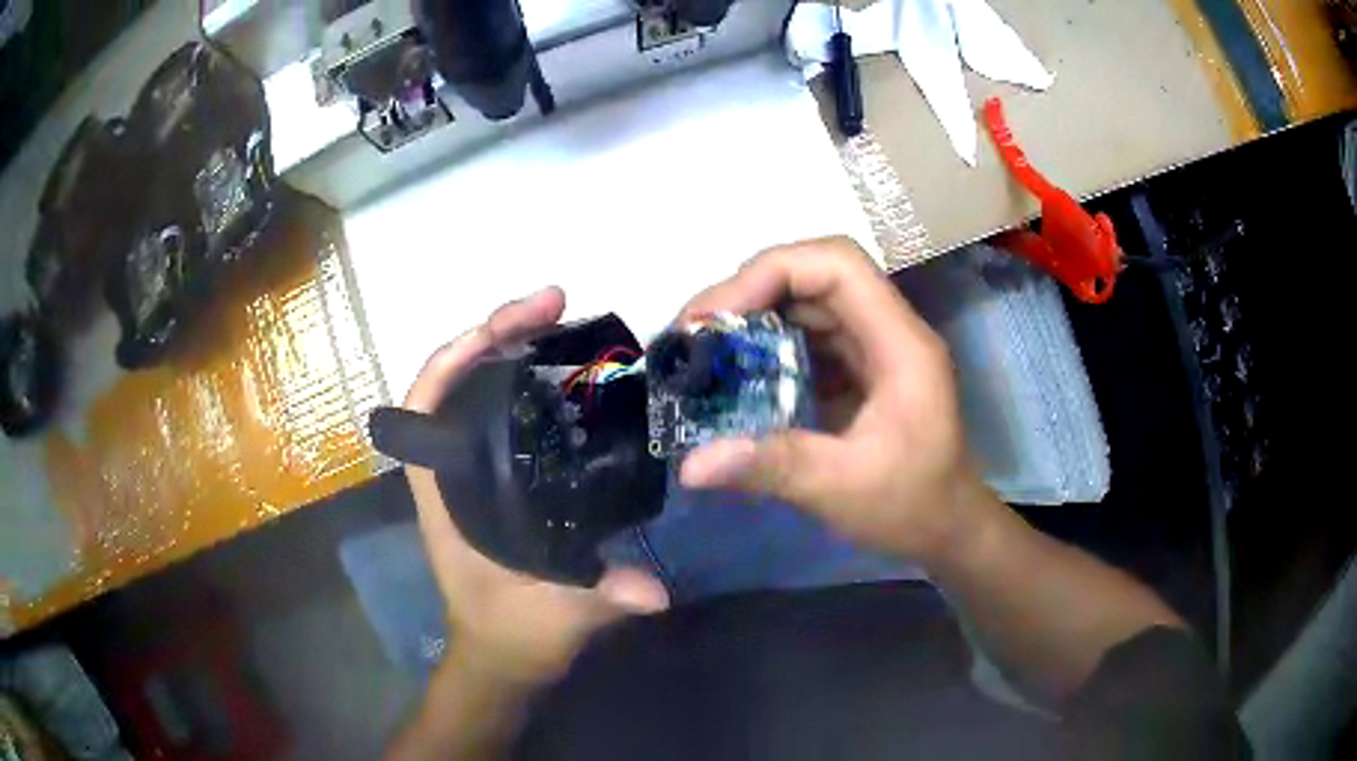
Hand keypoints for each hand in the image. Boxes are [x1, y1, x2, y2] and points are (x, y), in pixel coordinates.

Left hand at [402, 287, 668, 686]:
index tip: (509, 325)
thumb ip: (597, 599)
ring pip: (485, 389)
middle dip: (500, 333)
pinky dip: (535, 383)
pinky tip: (575, 375)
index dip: (457, 353)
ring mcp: (477, 470)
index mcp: (443, 491)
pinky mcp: (504, 479)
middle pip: (461, 378)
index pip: (427, 401)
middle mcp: (453, 468)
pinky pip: (510, 413)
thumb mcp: (551, 618)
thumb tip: (652, 590)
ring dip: (519, 350)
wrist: (505, 653)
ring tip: (571, 324)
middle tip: (557, 304)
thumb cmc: (508, 631)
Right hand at [678, 237, 986, 565]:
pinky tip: (736, 373)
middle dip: (750, 292)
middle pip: (817, 274)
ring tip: (705, 348)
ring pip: (810, 302)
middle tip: (694, 331)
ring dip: (755, 315)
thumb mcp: (842, 489)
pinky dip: (768, 344)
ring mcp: (876, 348)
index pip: (838, 265)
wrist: (948, 530)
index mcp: (900, 343)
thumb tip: (691, 465)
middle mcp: (889, 331)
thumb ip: (772, 466)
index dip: (773, 272)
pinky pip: (810, 336)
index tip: (717, 316)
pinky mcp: (861, 369)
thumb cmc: (912, 507)